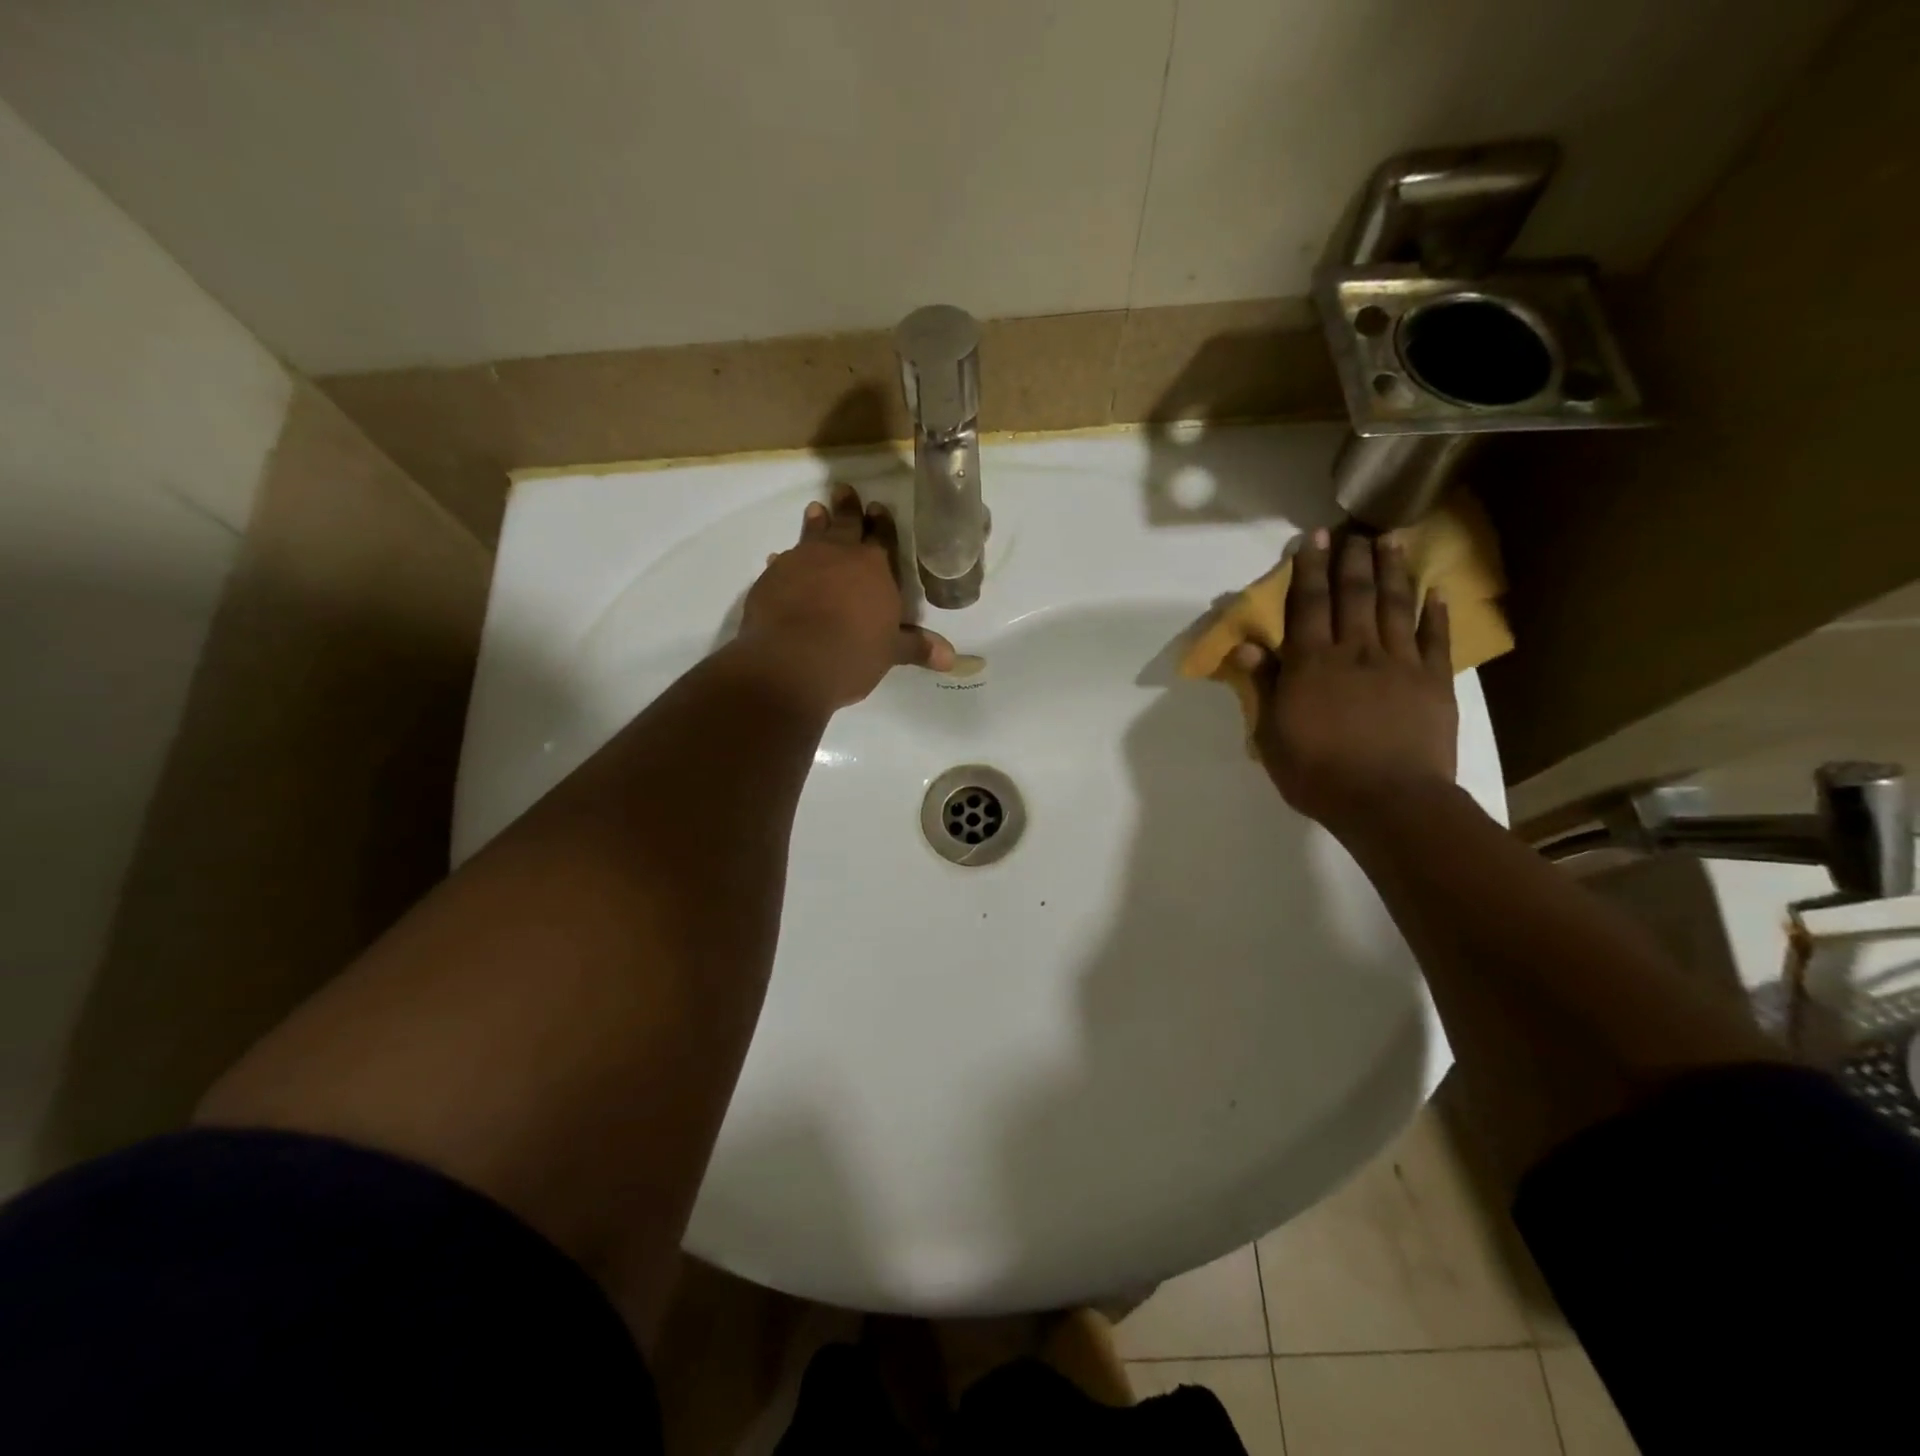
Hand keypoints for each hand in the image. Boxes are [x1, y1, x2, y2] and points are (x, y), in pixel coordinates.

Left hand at [737, 483, 953, 711]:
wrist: (793, 660)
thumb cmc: (854, 653)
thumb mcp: (891, 652)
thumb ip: (917, 648)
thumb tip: (951, 659)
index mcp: (875, 568)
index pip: (883, 538)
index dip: (882, 524)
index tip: (878, 507)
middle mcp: (839, 555)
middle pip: (846, 524)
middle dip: (848, 508)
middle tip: (844, 490)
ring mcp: (802, 562)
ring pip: (812, 534)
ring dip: (816, 522)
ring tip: (816, 509)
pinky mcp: (772, 577)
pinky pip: (782, 562)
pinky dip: (785, 560)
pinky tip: (778, 559)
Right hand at [1234, 529, 1456, 830]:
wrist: (1389, 802)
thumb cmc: (1318, 774)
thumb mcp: (1272, 735)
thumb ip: (1264, 686)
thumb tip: (1247, 645)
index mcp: (1311, 664)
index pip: (1308, 605)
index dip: (1309, 569)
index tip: (1313, 539)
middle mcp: (1355, 651)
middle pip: (1353, 595)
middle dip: (1350, 559)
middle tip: (1352, 530)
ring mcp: (1400, 663)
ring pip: (1394, 605)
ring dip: (1392, 571)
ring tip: (1390, 541)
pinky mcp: (1434, 681)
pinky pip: (1436, 638)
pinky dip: (1435, 612)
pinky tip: (1436, 591)